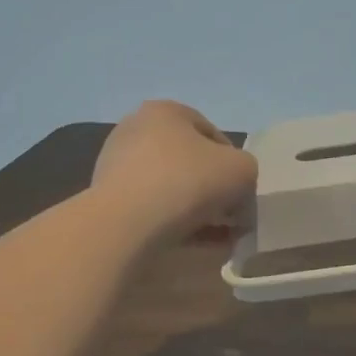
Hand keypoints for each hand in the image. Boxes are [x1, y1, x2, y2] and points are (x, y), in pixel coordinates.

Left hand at [92, 101, 257, 243]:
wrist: (126, 224)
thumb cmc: (188, 181)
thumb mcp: (242, 169)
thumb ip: (248, 173)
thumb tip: (237, 195)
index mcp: (166, 111)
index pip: (214, 136)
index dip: (235, 165)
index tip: (242, 193)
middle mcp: (136, 130)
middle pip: (191, 162)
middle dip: (214, 190)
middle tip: (231, 216)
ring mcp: (117, 165)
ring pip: (171, 188)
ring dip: (197, 210)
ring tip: (217, 236)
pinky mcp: (108, 199)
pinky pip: (152, 209)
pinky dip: (175, 223)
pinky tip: (195, 244)